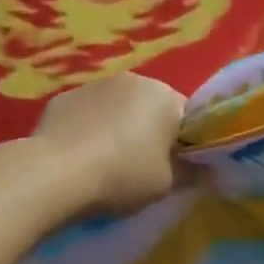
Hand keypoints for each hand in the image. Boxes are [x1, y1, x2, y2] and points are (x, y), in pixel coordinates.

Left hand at [32, 72, 186, 215]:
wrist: (56, 173)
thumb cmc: (122, 175)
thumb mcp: (167, 184)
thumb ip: (191, 173)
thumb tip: (207, 170)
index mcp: (164, 95)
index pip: (185, 116)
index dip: (182, 143)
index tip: (173, 167)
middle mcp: (132, 79)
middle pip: (150, 107)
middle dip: (148, 131)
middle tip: (140, 167)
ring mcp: (94, 85)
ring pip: (116, 107)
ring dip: (116, 127)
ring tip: (104, 163)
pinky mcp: (63, 97)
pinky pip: (85, 113)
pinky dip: (86, 128)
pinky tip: (77, 157)